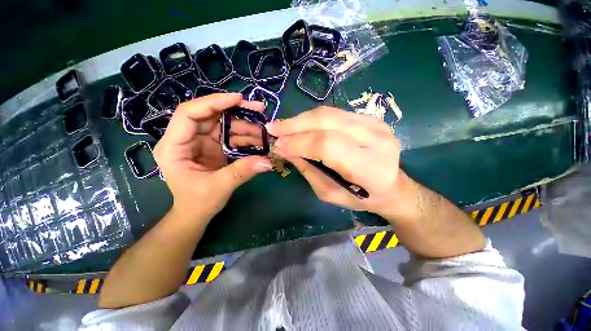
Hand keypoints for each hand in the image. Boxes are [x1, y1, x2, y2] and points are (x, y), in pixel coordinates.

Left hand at [153, 93, 272, 222]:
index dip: (213, 103)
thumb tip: (267, 162)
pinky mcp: (214, 147)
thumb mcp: (219, 187)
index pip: (189, 114)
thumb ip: (242, 172)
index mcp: (174, 146)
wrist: (197, 212)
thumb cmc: (198, 202)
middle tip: (258, 109)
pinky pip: (230, 136)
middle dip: (235, 111)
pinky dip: (245, 136)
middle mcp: (186, 139)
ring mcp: (201, 141)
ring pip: (223, 124)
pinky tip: (259, 139)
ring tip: (264, 130)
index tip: (238, 99)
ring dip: (245, 126)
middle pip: (210, 115)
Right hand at [266, 106, 405, 217]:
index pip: (326, 145)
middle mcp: (376, 140)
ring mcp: (376, 125)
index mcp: (368, 167)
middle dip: (295, 124)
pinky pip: (336, 113)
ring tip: (284, 127)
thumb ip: (307, 169)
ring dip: (302, 119)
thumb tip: (285, 149)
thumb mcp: (328, 193)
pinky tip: (303, 125)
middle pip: (327, 122)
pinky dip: (315, 119)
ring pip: (330, 113)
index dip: (298, 143)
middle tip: (274, 128)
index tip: (278, 146)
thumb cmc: (360, 197)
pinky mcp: (372, 119)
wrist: (392, 187)